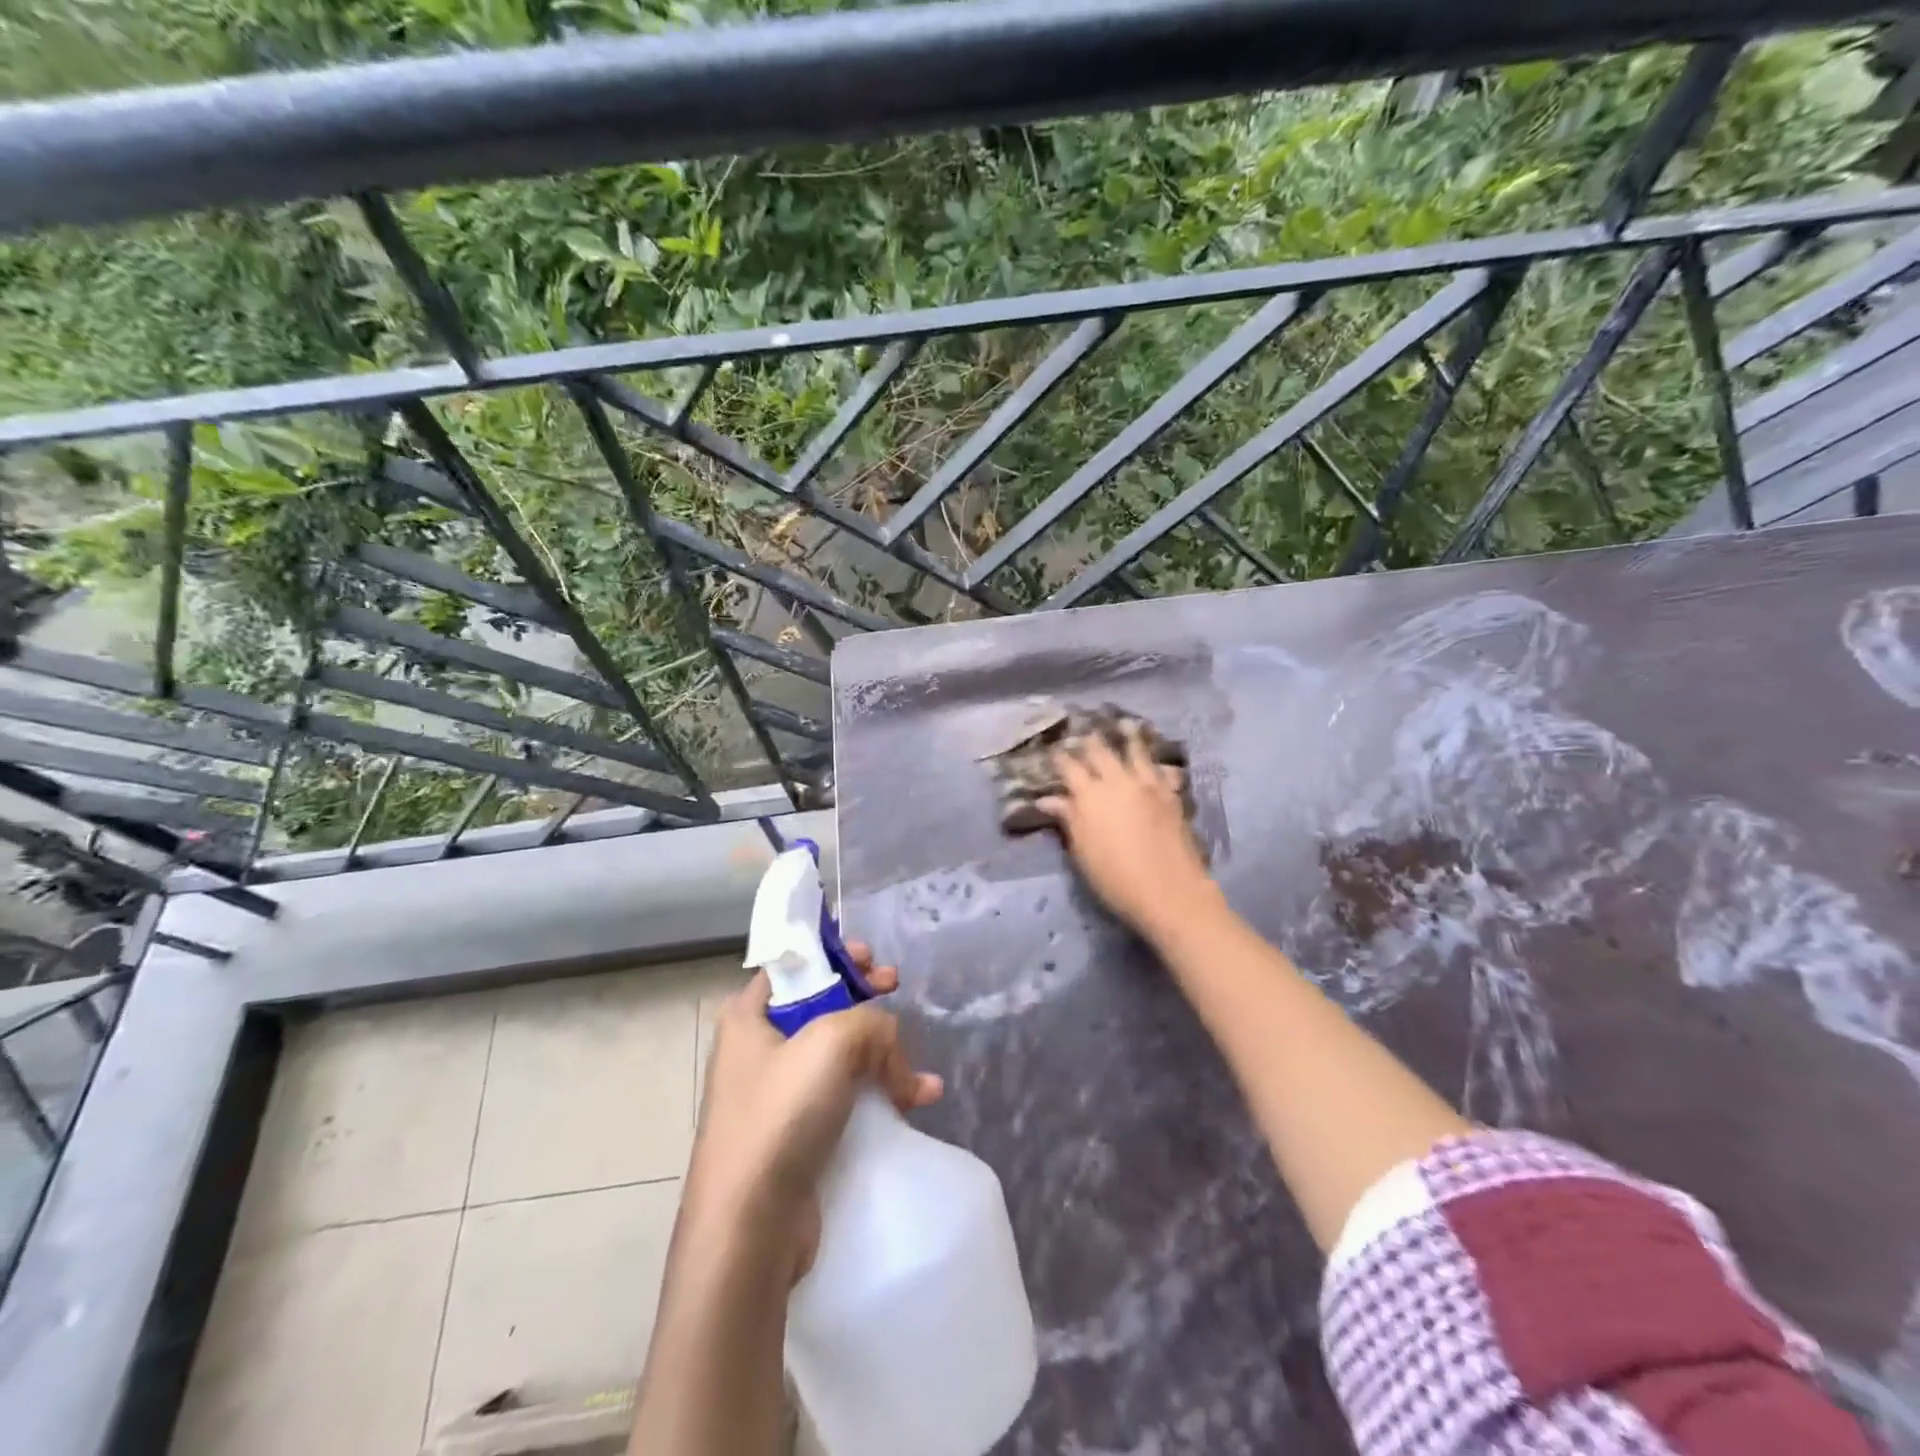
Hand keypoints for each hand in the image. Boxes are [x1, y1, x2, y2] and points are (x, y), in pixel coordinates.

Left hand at [685, 943, 941, 1282]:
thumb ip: (872, 1023)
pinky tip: (921, 1097)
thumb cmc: (780, 1114)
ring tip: (916, 1066)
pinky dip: (884, 1092)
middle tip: (895, 987)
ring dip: (885, 1053)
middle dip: (865, 1000)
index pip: (795, 967)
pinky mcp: (801, 1134)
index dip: (834, 956)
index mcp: (749, 1016)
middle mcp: (759, 1049)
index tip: (871, 959)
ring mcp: (780, 1095)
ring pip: (842, 1054)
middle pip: (823, 1006)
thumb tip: (890, 1048)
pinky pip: (848, 1096)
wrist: (750, 1227)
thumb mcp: (831, 1042)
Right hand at [1037, 726, 1218, 939]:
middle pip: (1101, 752)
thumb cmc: (1115, 877)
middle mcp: (1118, 781)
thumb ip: (1068, 820)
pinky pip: (1161, 769)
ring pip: (1136, 752)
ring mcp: (1148, 785)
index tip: (1054, 750)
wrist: (1169, 890)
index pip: (1070, 768)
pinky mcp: (1171, 795)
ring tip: (1124, 723)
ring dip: (1128, 736)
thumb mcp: (1082, 851)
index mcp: (1090, 795)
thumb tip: (1048, 800)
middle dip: (1089, 741)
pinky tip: (1156, 759)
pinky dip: (1155, 761)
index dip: (1060, 757)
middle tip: (1084, 732)